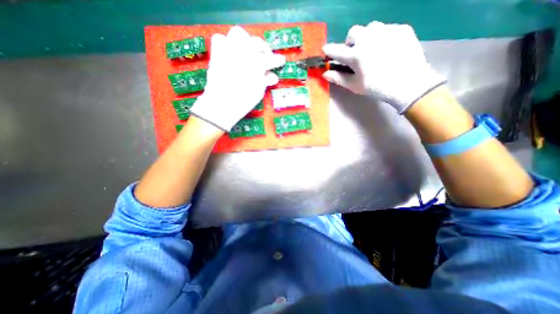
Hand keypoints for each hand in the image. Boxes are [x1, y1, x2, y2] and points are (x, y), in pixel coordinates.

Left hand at [191, 24, 286, 130]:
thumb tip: (272, 76)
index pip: (271, 59)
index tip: (281, 61)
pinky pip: (220, 39)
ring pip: (238, 33)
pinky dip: (226, 44)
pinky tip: (231, 54)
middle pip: (256, 42)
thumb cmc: (243, 102)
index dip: (278, 60)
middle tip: (265, 57)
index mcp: (257, 65)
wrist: (220, 105)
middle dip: (263, 48)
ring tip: (248, 52)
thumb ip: (265, 81)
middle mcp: (244, 53)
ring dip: (246, 41)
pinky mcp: (217, 53)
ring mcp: (229, 51)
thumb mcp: (258, 93)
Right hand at [324, 22, 447, 114]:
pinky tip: (387, 50)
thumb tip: (325, 73)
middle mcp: (368, 38)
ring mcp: (386, 31)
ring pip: (370, 28)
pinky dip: (382, 37)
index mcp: (356, 55)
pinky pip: (386, 29)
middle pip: (353, 33)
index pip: (336, 50)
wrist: (409, 84)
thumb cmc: (377, 88)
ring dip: (366, 38)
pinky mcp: (401, 28)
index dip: (329, 51)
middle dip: (350, 42)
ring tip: (372, 50)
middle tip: (355, 54)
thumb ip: (338, 78)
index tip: (326, 50)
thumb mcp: (355, 85)